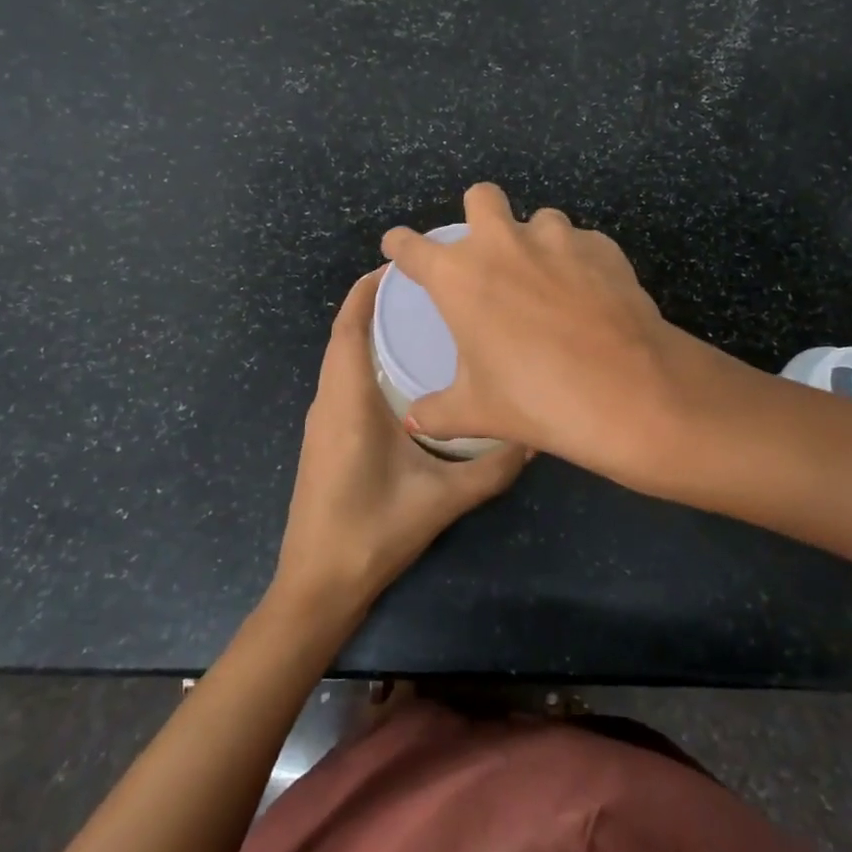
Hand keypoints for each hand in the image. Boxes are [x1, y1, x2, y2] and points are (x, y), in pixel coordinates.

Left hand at [271, 267, 529, 618]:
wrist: (318, 586)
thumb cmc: (372, 533)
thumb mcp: (442, 500)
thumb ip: (492, 467)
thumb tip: (534, 434)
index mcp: (348, 401)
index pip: (348, 327)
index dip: (366, 290)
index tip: (400, 265)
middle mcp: (329, 401)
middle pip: (345, 335)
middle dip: (376, 304)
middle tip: (426, 288)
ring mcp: (323, 421)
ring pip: (342, 358)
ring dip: (369, 331)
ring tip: (419, 320)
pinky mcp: (325, 438)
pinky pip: (343, 380)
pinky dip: (364, 359)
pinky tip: (403, 372)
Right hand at [379, 183, 702, 487]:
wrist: (628, 391)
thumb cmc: (536, 399)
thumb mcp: (477, 412)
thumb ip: (437, 411)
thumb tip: (415, 419)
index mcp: (459, 276)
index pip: (412, 247)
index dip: (400, 245)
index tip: (398, 247)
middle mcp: (504, 243)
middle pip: (481, 197)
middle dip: (478, 214)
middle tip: (488, 253)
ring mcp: (558, 238)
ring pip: (539, 219)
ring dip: (536, 243)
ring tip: (549, 284)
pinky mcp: (603, 246)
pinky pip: (582, 243)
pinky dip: (579, 262)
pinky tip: (589, 297)